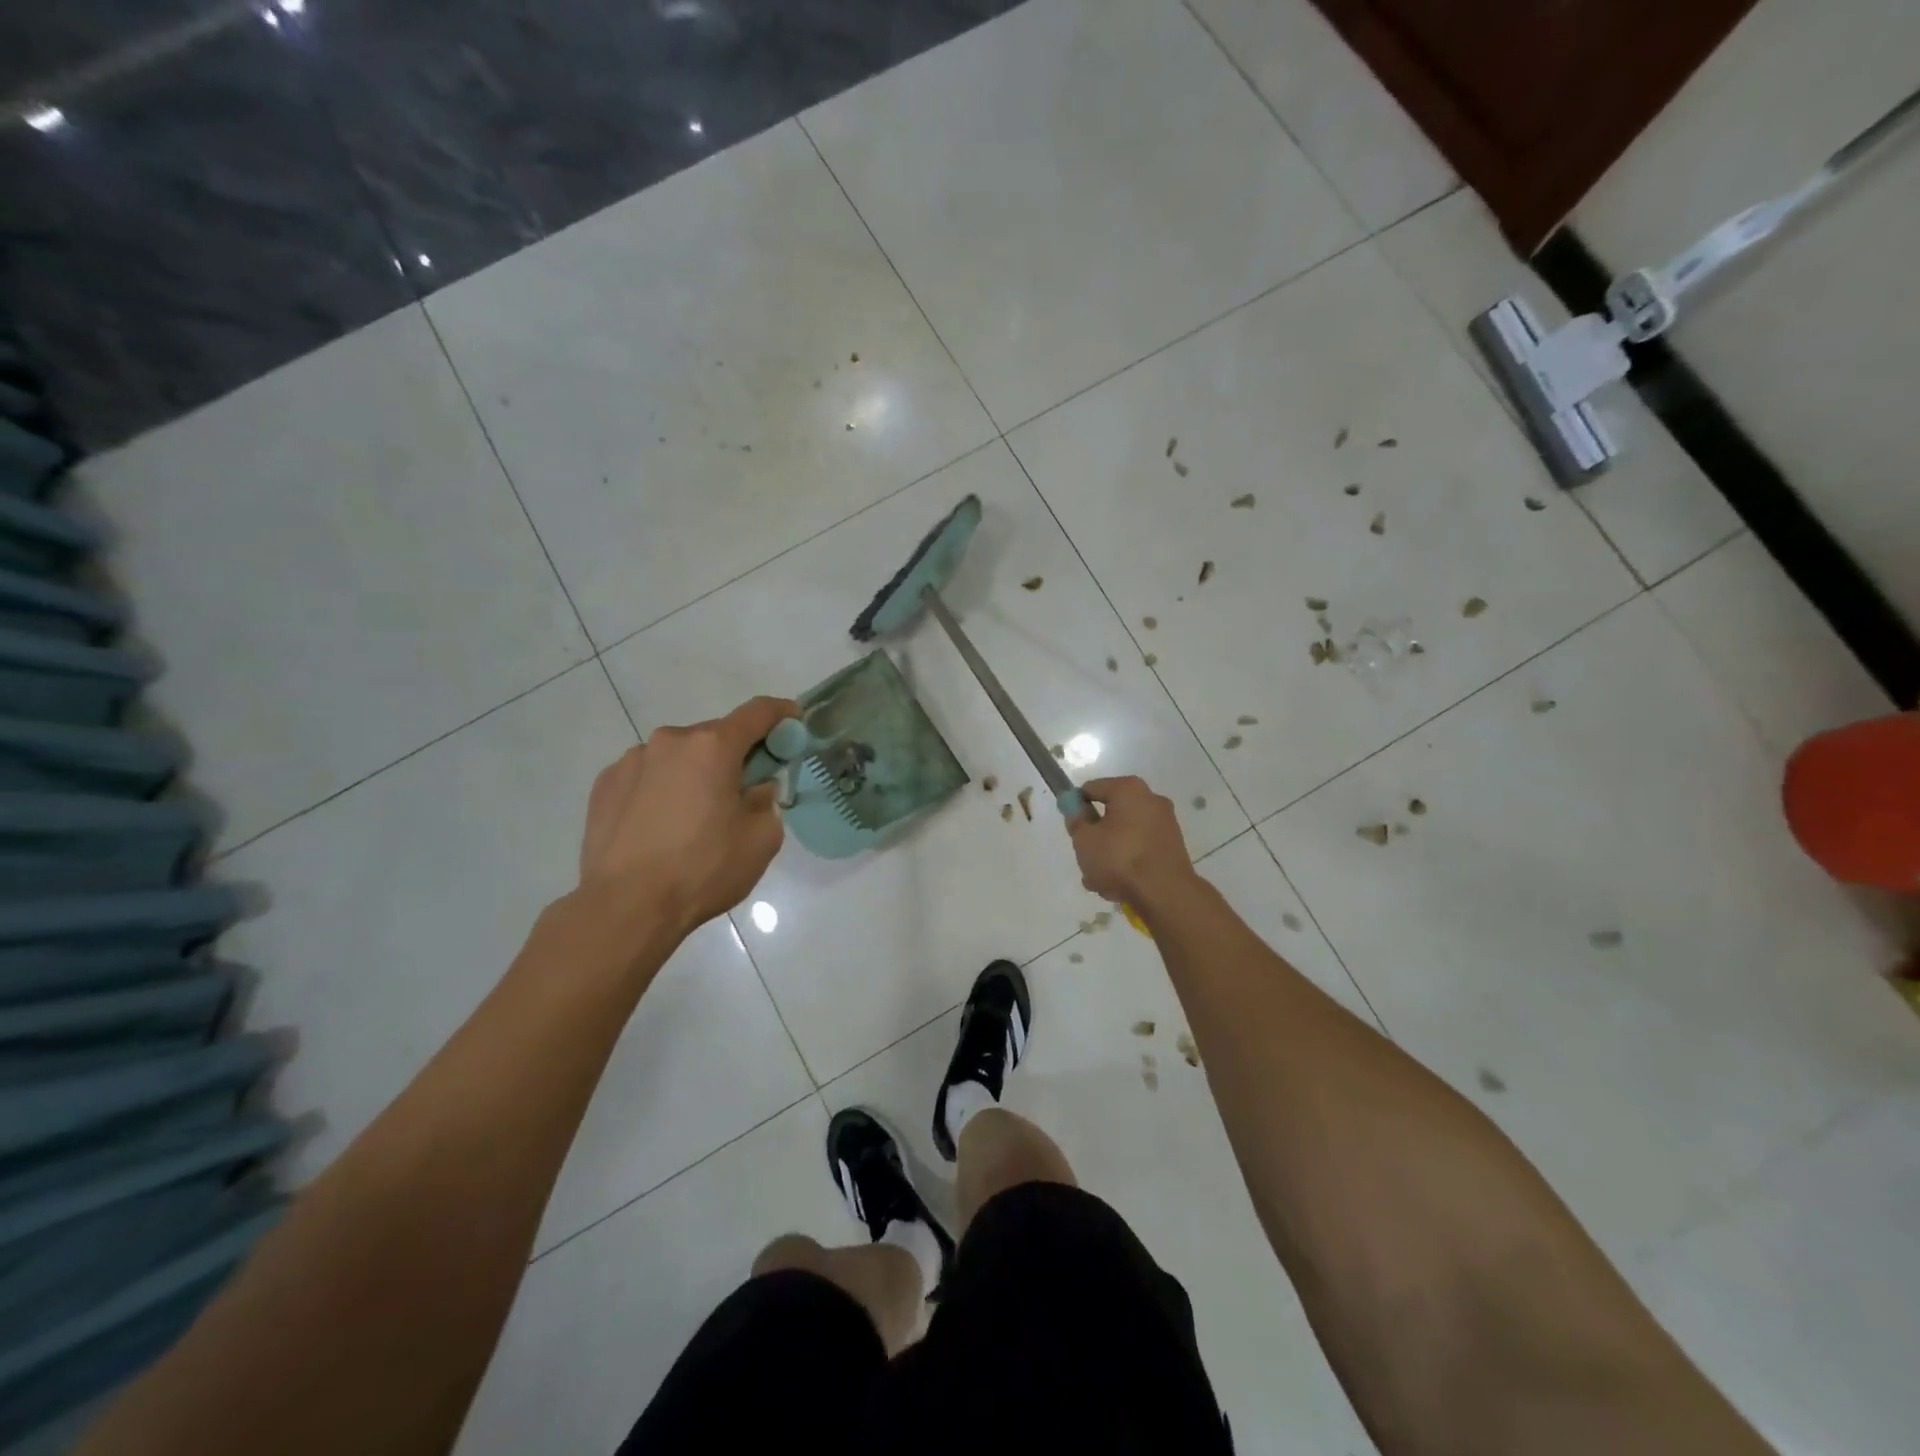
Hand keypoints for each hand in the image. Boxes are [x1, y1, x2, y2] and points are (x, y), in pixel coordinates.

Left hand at [578, 696, 797, 938]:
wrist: (625, 906)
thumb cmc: (702, 869)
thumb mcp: (761, 840)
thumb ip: (767, 801)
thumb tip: (755, 788)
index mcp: (712, 747)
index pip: (757, 713)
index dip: (781, 713)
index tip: (794, 721)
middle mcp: (670, 741)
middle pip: (714, 737)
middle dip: (734, 755)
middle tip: (742, 791)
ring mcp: (632, 760)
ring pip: (678, 756)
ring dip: (694, 773)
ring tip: (693, 818)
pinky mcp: (605, 784)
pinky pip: (647, 775)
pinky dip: (662, 789)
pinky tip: (660, 826)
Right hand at [1068, 777, 1198, 904]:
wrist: (1165, 893)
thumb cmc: (1119, 858)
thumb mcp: (1084, 839)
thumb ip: (1076, 821)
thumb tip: (1077, 811)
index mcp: (1129, 789)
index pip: (1091, 789)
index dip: (1075, 806)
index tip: (1071, 828)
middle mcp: (1151, 800)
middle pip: (1110, 814)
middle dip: (1095, 836)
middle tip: (1085, 857)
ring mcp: (1166, 824)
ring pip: (1125, 836)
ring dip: (1110, 854)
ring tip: (1099, 881)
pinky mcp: (1173, 847)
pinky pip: (1140, 849)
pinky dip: (1128, 862)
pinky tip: (1118, 886)